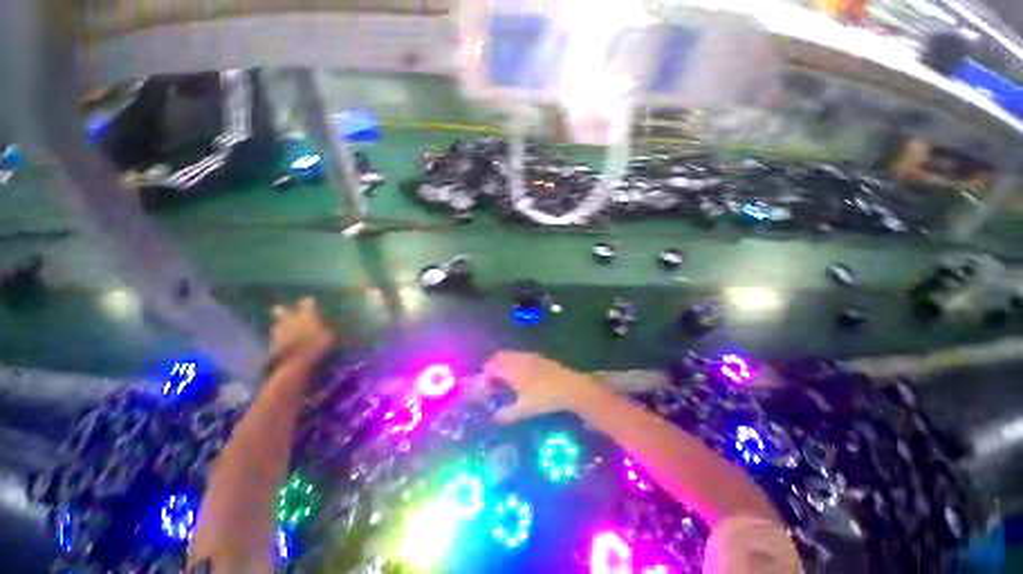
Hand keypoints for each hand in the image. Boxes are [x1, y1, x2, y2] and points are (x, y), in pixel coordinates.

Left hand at [269, 297, 334, 367]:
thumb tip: (325, 327)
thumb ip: (325, 329)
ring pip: (277, 325)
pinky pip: (275, 339)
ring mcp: (279, 333)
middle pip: (281, 311)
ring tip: (286, 331)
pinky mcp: (273, 345)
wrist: (297, 363)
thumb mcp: (330, 337)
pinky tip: (284, 344)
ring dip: (281, 327)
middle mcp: (290, 320)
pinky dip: (279, 340)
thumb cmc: (318, 347)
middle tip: (285, 311)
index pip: (307, 303)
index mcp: (306, 316)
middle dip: (283, 311)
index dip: (309, 302)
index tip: (310, 301)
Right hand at [482, 351, 596, 423]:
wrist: (570, 387)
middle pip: (499, 356)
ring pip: (510, 355)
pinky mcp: (539, 357)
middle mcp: (518, 358)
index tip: (484, 388)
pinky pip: (520, 356)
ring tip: (505, 380)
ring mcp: (530, 356)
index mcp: (511, 368)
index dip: (485, 376)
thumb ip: (506, 414)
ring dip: (504, 364)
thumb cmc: (544, 398)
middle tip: (492, 382)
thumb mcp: (524, 409)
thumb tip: (494, 417)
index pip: (491, 366)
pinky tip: (521, 377)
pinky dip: (514, 363)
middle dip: (492, 367)